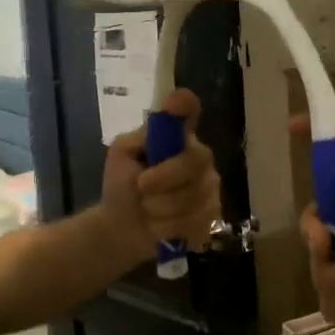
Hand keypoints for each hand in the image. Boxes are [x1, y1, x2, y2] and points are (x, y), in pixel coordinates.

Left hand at [101, 90, 222, 263]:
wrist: (122, 228)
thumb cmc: (122, 186)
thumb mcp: (121, 158)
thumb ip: (138, 139)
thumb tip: (162, 121)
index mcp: (177, 136)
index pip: (188, 109)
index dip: (184, 106)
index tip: (174, 105)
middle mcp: (199, 157)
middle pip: (193, 161)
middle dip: (163, 179)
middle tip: (141, 187)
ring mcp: (210, 187)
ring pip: (192, 197)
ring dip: (159, 209)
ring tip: (147, 211)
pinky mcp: (213, 216)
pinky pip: (195, 222)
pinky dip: (169, 229)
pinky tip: (160, 228)